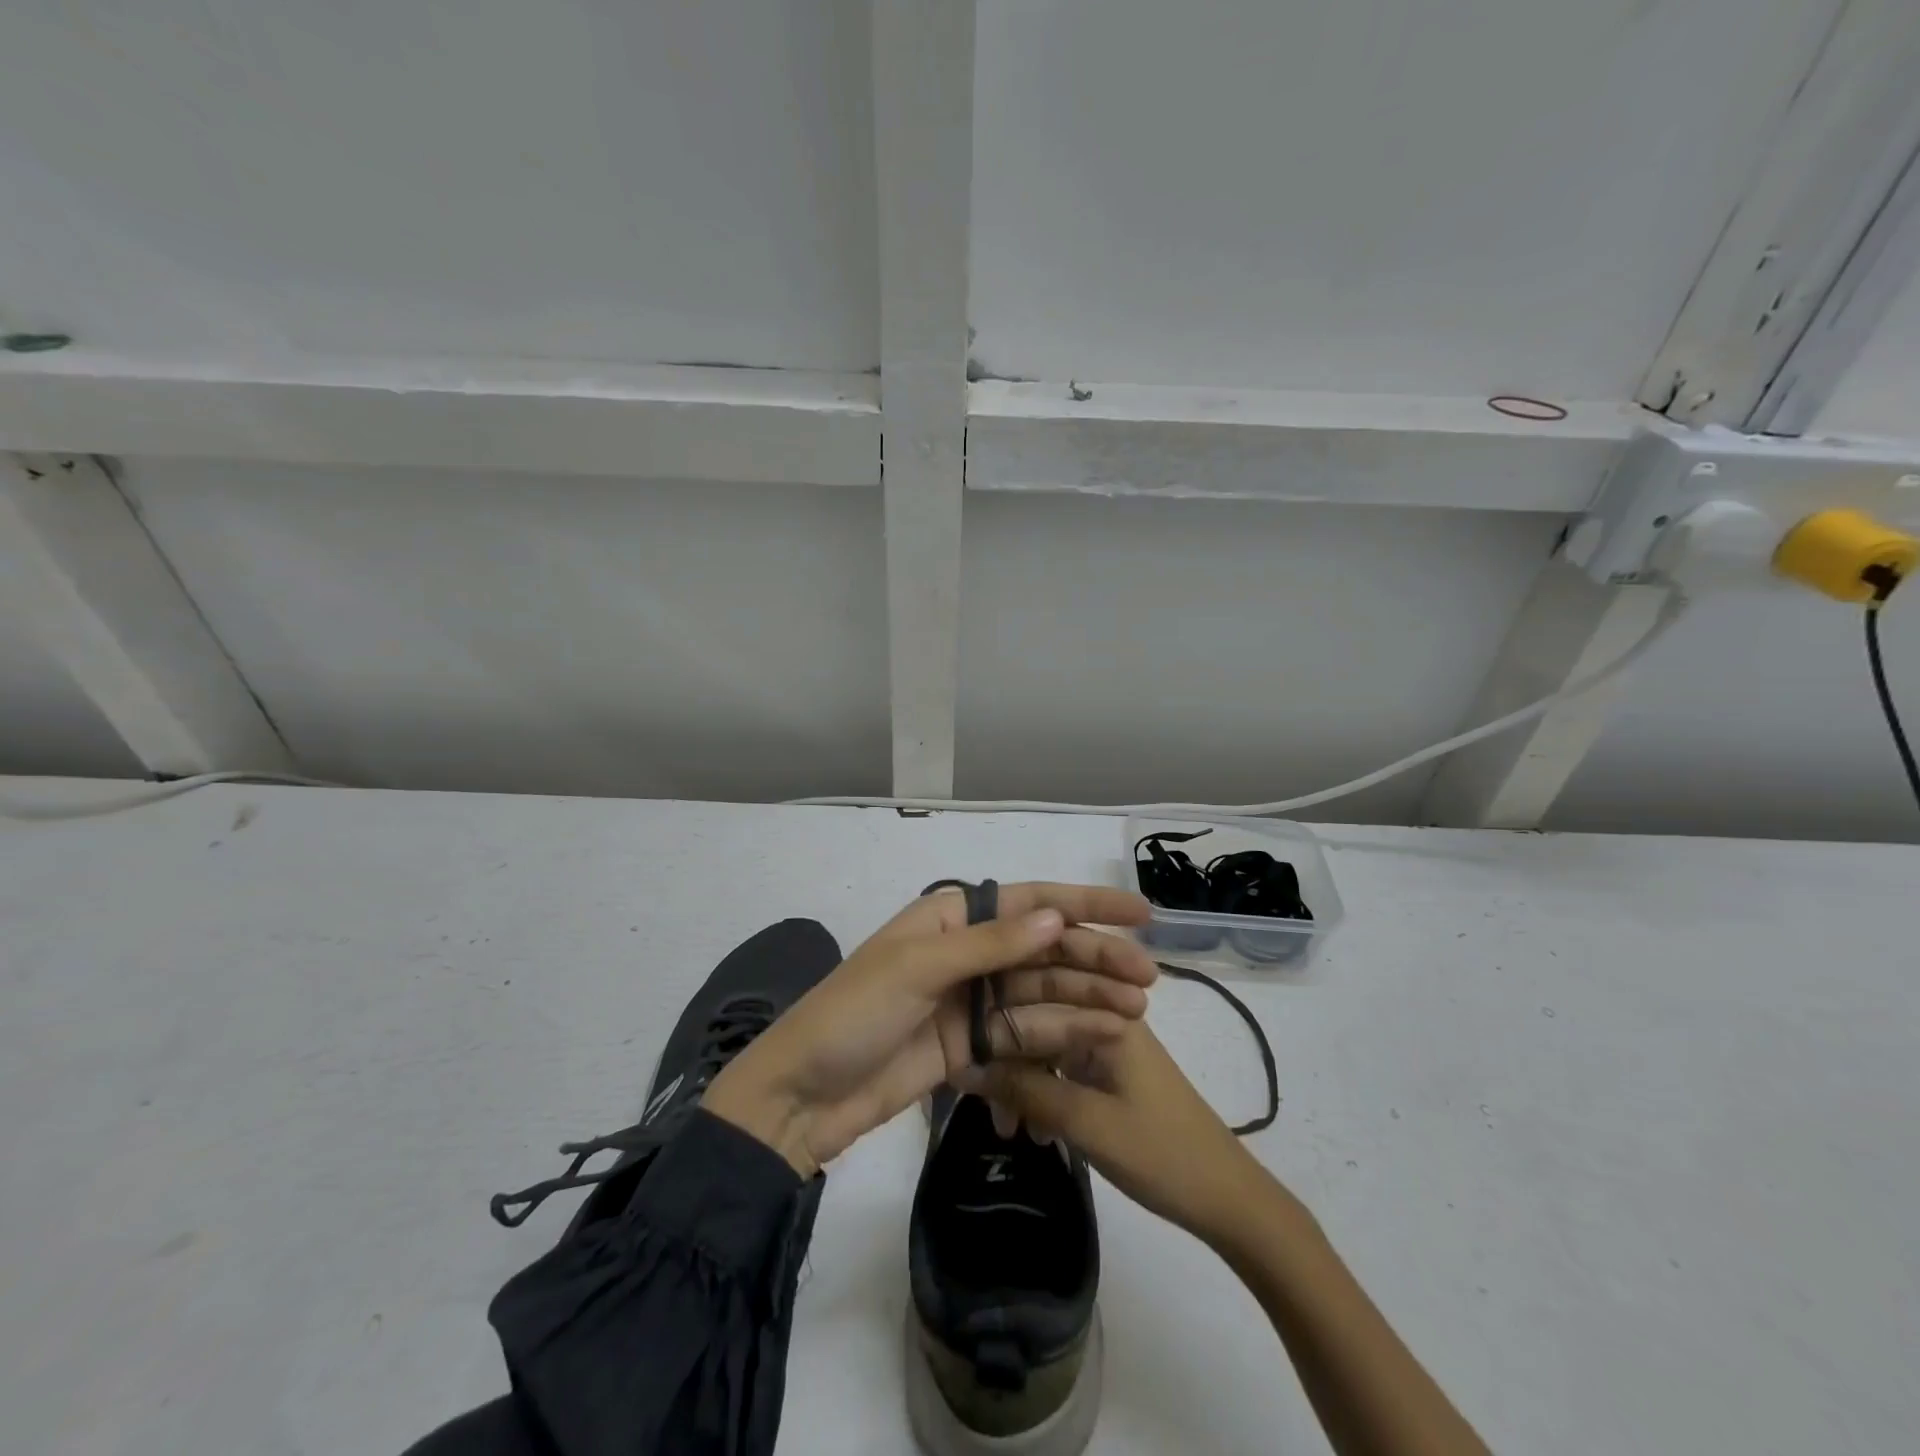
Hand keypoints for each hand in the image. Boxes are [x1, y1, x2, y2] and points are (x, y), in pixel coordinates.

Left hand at [703, 883, 1157, 1176]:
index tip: (1139, 914)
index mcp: (949, 917)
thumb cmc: (854, 1014)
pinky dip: (1062, 1033)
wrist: (803, 1097)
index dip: (1084, 905)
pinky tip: (1101, 1036)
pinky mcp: (971, 1045)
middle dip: (1094, 959)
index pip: (1028, 902)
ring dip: (1087, 998)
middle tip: (1148, 978)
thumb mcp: (919, 969)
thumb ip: (992, 945)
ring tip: (1137, 1011)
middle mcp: (965, 951)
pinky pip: (1026, 1032)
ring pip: (1041, 991)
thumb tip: (1057, 917)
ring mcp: (969, 1000)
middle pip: (1042, 949)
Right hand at [984, 1020, 1270, 1245]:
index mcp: (1104, 1009)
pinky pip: (1062, 1067)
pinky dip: (1043, 1093)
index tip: (968, 1070)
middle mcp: (1103, 1013)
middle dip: (1006, 1062)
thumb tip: (965, 1068)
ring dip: (1022, 1083)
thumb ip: (1025, 1091)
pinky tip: (1033, 1130)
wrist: (1227, 1198)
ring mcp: (1107, 1042)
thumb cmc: (1160, 1152)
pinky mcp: (1109, 1070)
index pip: (1032, 997)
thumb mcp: (1086, 1122)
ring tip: (1009, 1130)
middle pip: (1037, 1020)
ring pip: (1046, 1046)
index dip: (995, 1029)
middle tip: (990, 1113)